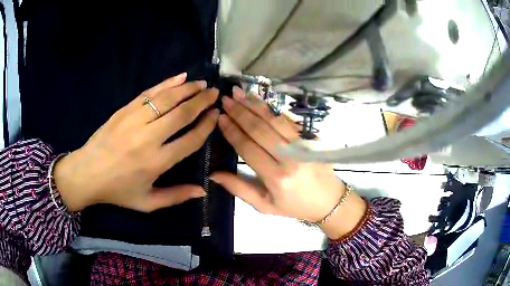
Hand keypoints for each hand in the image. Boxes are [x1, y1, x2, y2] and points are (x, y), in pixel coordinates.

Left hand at [54, 73, 219, 211]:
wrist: (87, 173)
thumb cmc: (118, 191)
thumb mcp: (147, 203)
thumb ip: (176, 196)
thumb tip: (203, 190)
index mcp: (157, 162)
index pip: (190, 139)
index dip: (206, 125)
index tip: (216, 115)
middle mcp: (148, 138)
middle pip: (182, 114)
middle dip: (201, 101)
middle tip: (214, 92)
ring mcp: (135, 120)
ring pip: (167, 99)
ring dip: (187, 89)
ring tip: (201, 83)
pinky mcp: (124, 110)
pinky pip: (149, 93)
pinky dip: (166, 83)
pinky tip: (179, 77)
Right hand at [211, 87, 366, 238]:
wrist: (329, 201)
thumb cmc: (294, 206)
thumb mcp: (264, 206)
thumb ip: (239, 189)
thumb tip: (214, 174)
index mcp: (276, 177)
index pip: (248, 148)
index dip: (232, 131)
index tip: (220, 117)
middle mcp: (290, 158)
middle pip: (260, 129)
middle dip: (240, 112)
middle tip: (226, 99)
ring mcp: (304, 145)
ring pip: (274, 120)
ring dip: (255, 105)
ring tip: (239, 93)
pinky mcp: (313, 138)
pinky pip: (289, 120)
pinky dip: (272, 109)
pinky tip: (260, 101)